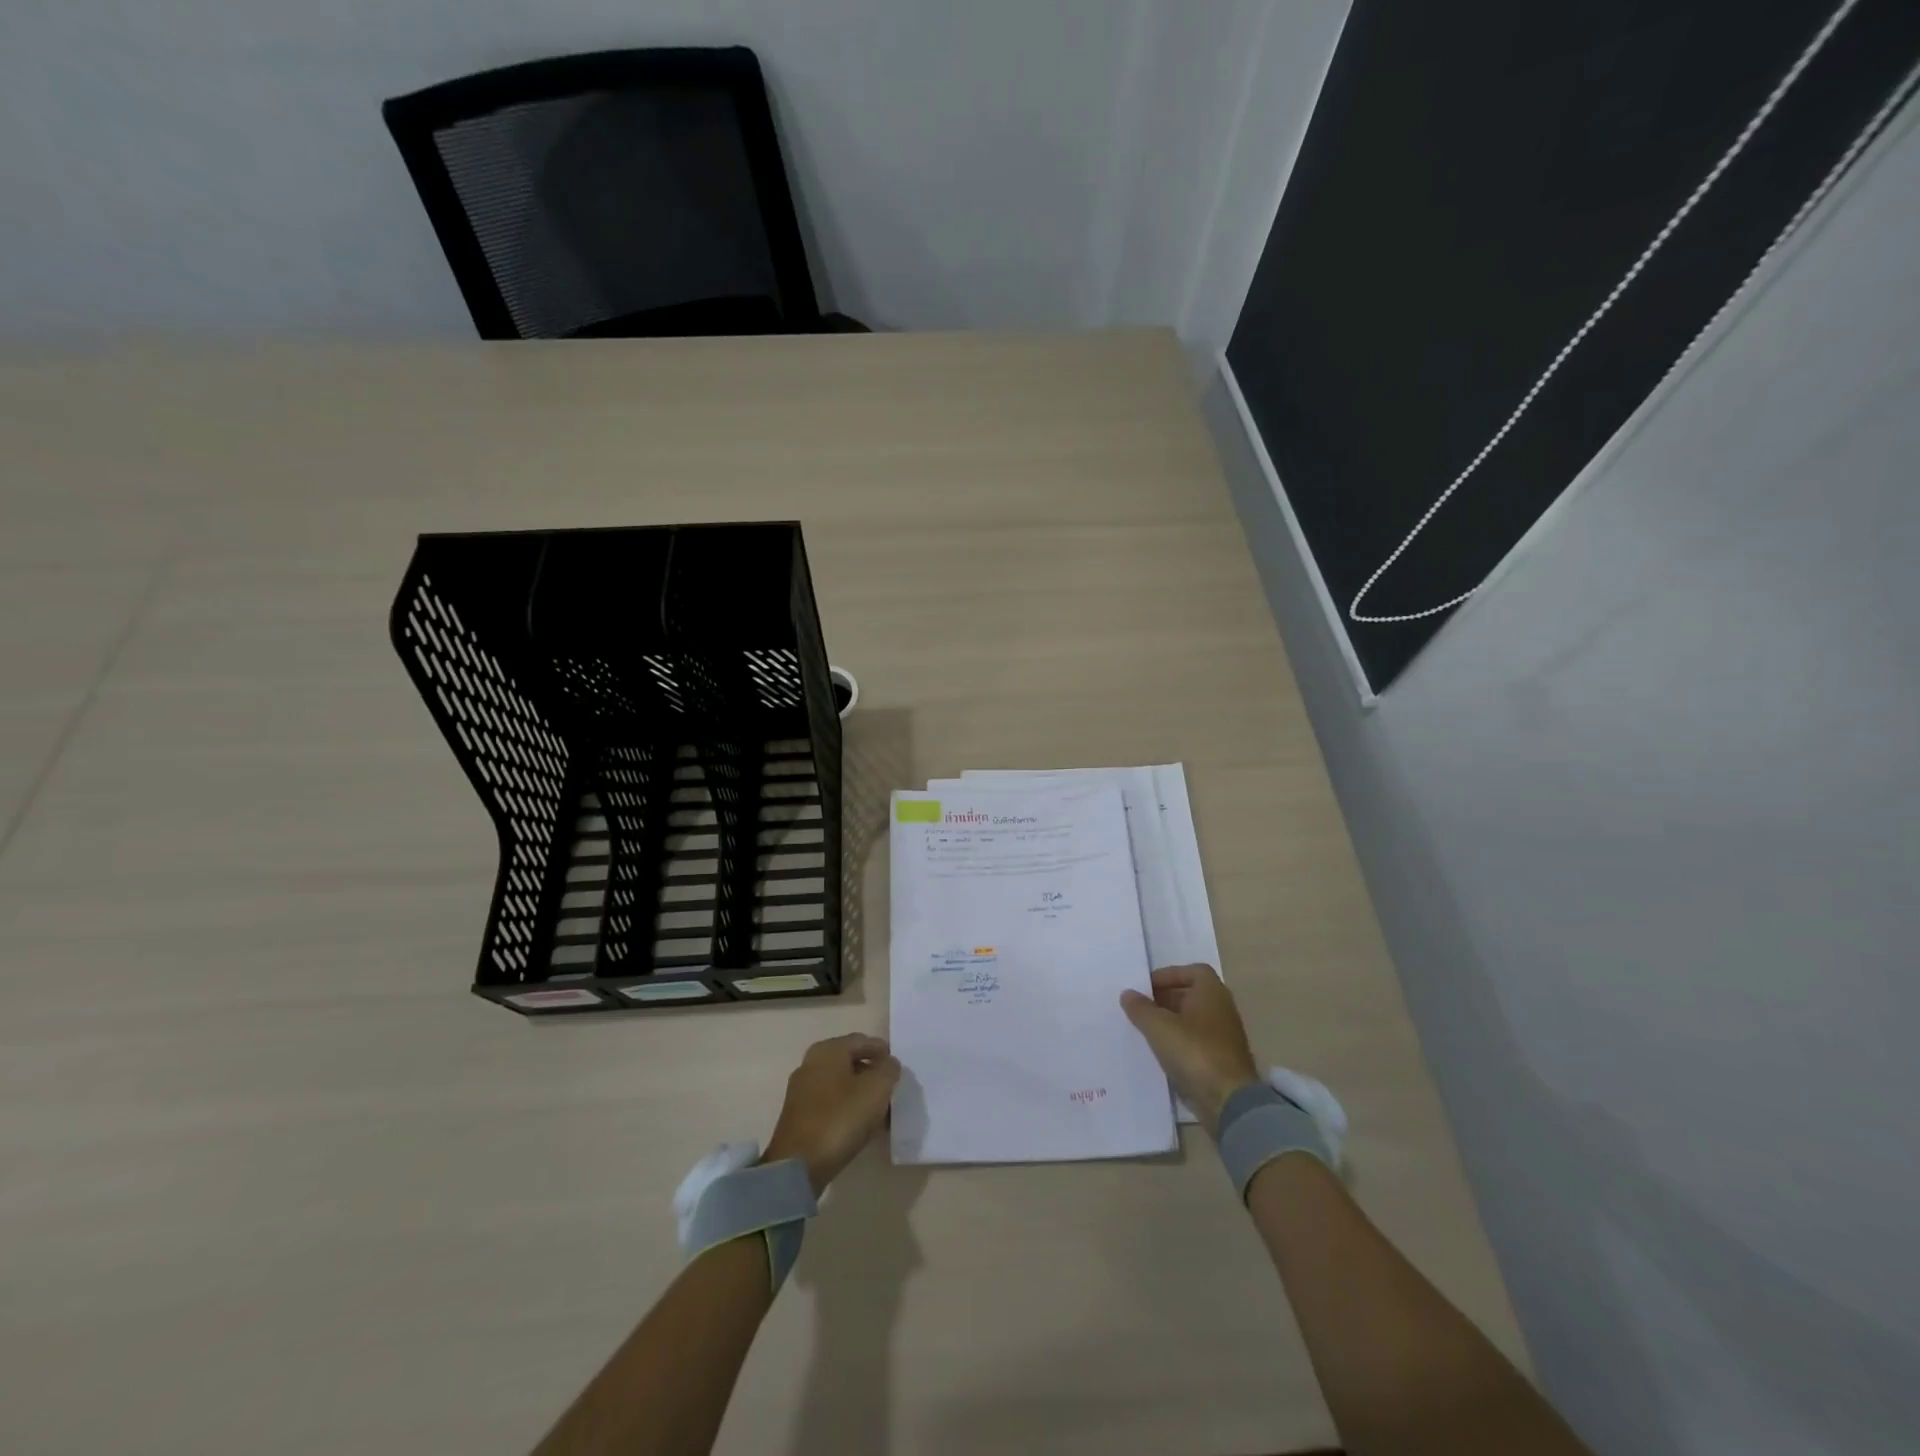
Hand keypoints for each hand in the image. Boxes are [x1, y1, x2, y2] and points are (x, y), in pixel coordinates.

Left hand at [763, 1033, 901, 1193]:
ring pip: (841, 1083)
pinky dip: (848, 1108)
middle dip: (873, 1074)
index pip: (863, 1040)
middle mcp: (811, 1063)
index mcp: (828, 1050)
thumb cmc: (840, 1119)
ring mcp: (802, 1090)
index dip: (883, 1052)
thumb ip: (889, 1069)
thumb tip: (888, 1064)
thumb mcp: (876, 1089)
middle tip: (892, 1090)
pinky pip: (831, 1102)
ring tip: (881, 1112)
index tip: (899, 1070)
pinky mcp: (799, 1116)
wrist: (798, 1166)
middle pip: (851, 1061)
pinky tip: (861, 1125)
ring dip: (862, 1094)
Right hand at [1120, 964, 1261, 1133]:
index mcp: (1212, 992)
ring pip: (1193, 1020)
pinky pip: (1195, 1043)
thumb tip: (1128, 994)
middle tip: (1141, 1007)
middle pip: (1191, 995)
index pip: (1193, 971)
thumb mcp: (1158, 1026)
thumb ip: (1140, 1008)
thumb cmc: (1194, 1052)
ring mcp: (1224, 1037)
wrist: (1229, 1101)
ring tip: (1145, 1029)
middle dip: (1165, 999)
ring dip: (1170, 1022)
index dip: (1169, 975)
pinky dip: (1178, 1042)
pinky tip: (1159, 1052)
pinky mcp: (1221, 1061)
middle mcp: (1222, 1009)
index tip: (1146, 987)